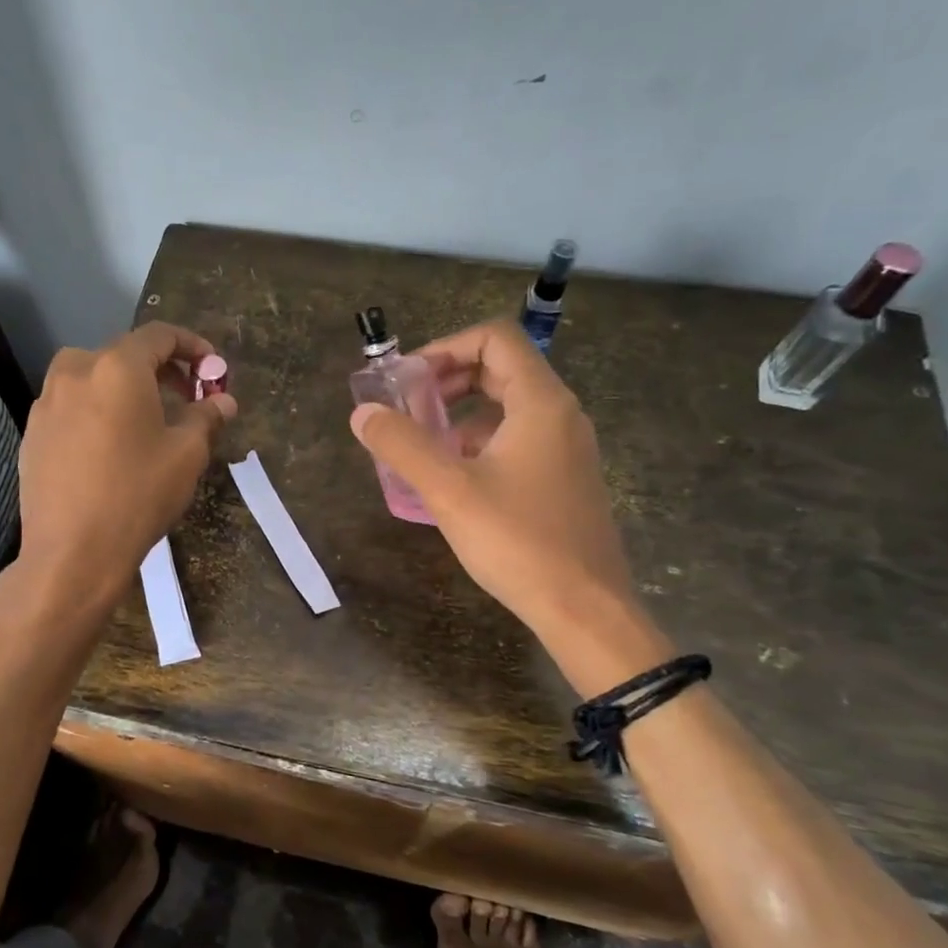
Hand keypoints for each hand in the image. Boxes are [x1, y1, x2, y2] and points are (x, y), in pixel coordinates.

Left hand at [19, 321, 236, 607]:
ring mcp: (46, 402)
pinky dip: (98, 411)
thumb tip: (223, 401)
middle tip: (187, 398)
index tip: (212, 369)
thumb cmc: (138, 495)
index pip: (159, 335)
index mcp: (117, 367)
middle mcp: (75, 372)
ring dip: (125, 389)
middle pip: (124, 353)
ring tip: (147, 422)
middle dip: (161, 370)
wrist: (72, 553)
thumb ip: (207, 417)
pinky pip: (72, 406)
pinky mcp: (32, 433)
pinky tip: (111, 447)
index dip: (192, 346)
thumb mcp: (186, 454)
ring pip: (93, 378)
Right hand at [349, 320, 666, 684]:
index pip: (495, 338)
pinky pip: (517, 438)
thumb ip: (402, 445)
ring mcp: (566, 448)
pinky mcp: (563, 478)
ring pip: (507, 406)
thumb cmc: (518, 541)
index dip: (446, 347)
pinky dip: (479, 441)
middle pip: (501, 368)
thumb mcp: (449, 491)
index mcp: (540, 402)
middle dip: (447, 380)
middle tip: (408, 408)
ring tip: (422, 444)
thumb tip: (363, 414)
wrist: (584, 608)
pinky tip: (452, 477)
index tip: (408, 380)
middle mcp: (560, 414)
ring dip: (460, 412)